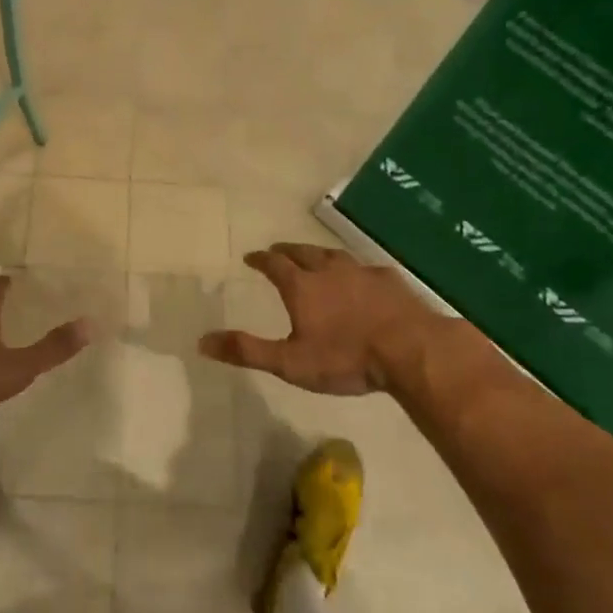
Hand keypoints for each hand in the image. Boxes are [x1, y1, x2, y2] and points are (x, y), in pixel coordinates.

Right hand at [199, 243, 462, 394]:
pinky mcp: (390, 281)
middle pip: (303, 252)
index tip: (251, 257)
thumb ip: (247, 351)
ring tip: (315, 257)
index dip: (261, 259)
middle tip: (278, 249)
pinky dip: (353, 270)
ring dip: (319, 254)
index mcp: (302, 286)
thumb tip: (202, 341)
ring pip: (334, 255)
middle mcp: (329, 271)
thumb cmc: (345, 358)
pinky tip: (361, 277)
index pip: (274, 264)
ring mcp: (362, 272)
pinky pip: (364, 268)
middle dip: (287, 250)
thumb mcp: (289, 363)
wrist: (411, 350)